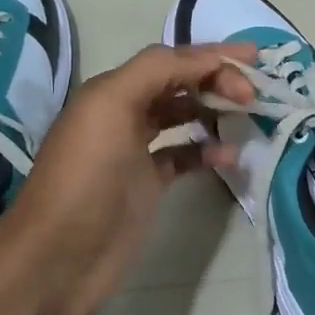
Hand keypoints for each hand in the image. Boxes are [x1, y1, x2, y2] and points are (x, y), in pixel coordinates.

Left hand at [0, 42, 256, 314]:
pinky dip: (206, 151)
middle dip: (216, 80)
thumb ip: (156, 71)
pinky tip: (229, 156)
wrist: (59, 258)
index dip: (211, 55)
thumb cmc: (86, 177)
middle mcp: (123, 114)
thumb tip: (206, 59)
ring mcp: (135, 151)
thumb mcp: (111, 107)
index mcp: (112, 90)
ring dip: (213, 111)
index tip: (255, 59)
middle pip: (178, 84)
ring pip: (182, 117)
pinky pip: (184, 156)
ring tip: (248, 116)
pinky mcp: (146, 185)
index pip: (170, 60)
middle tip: (254, 93)